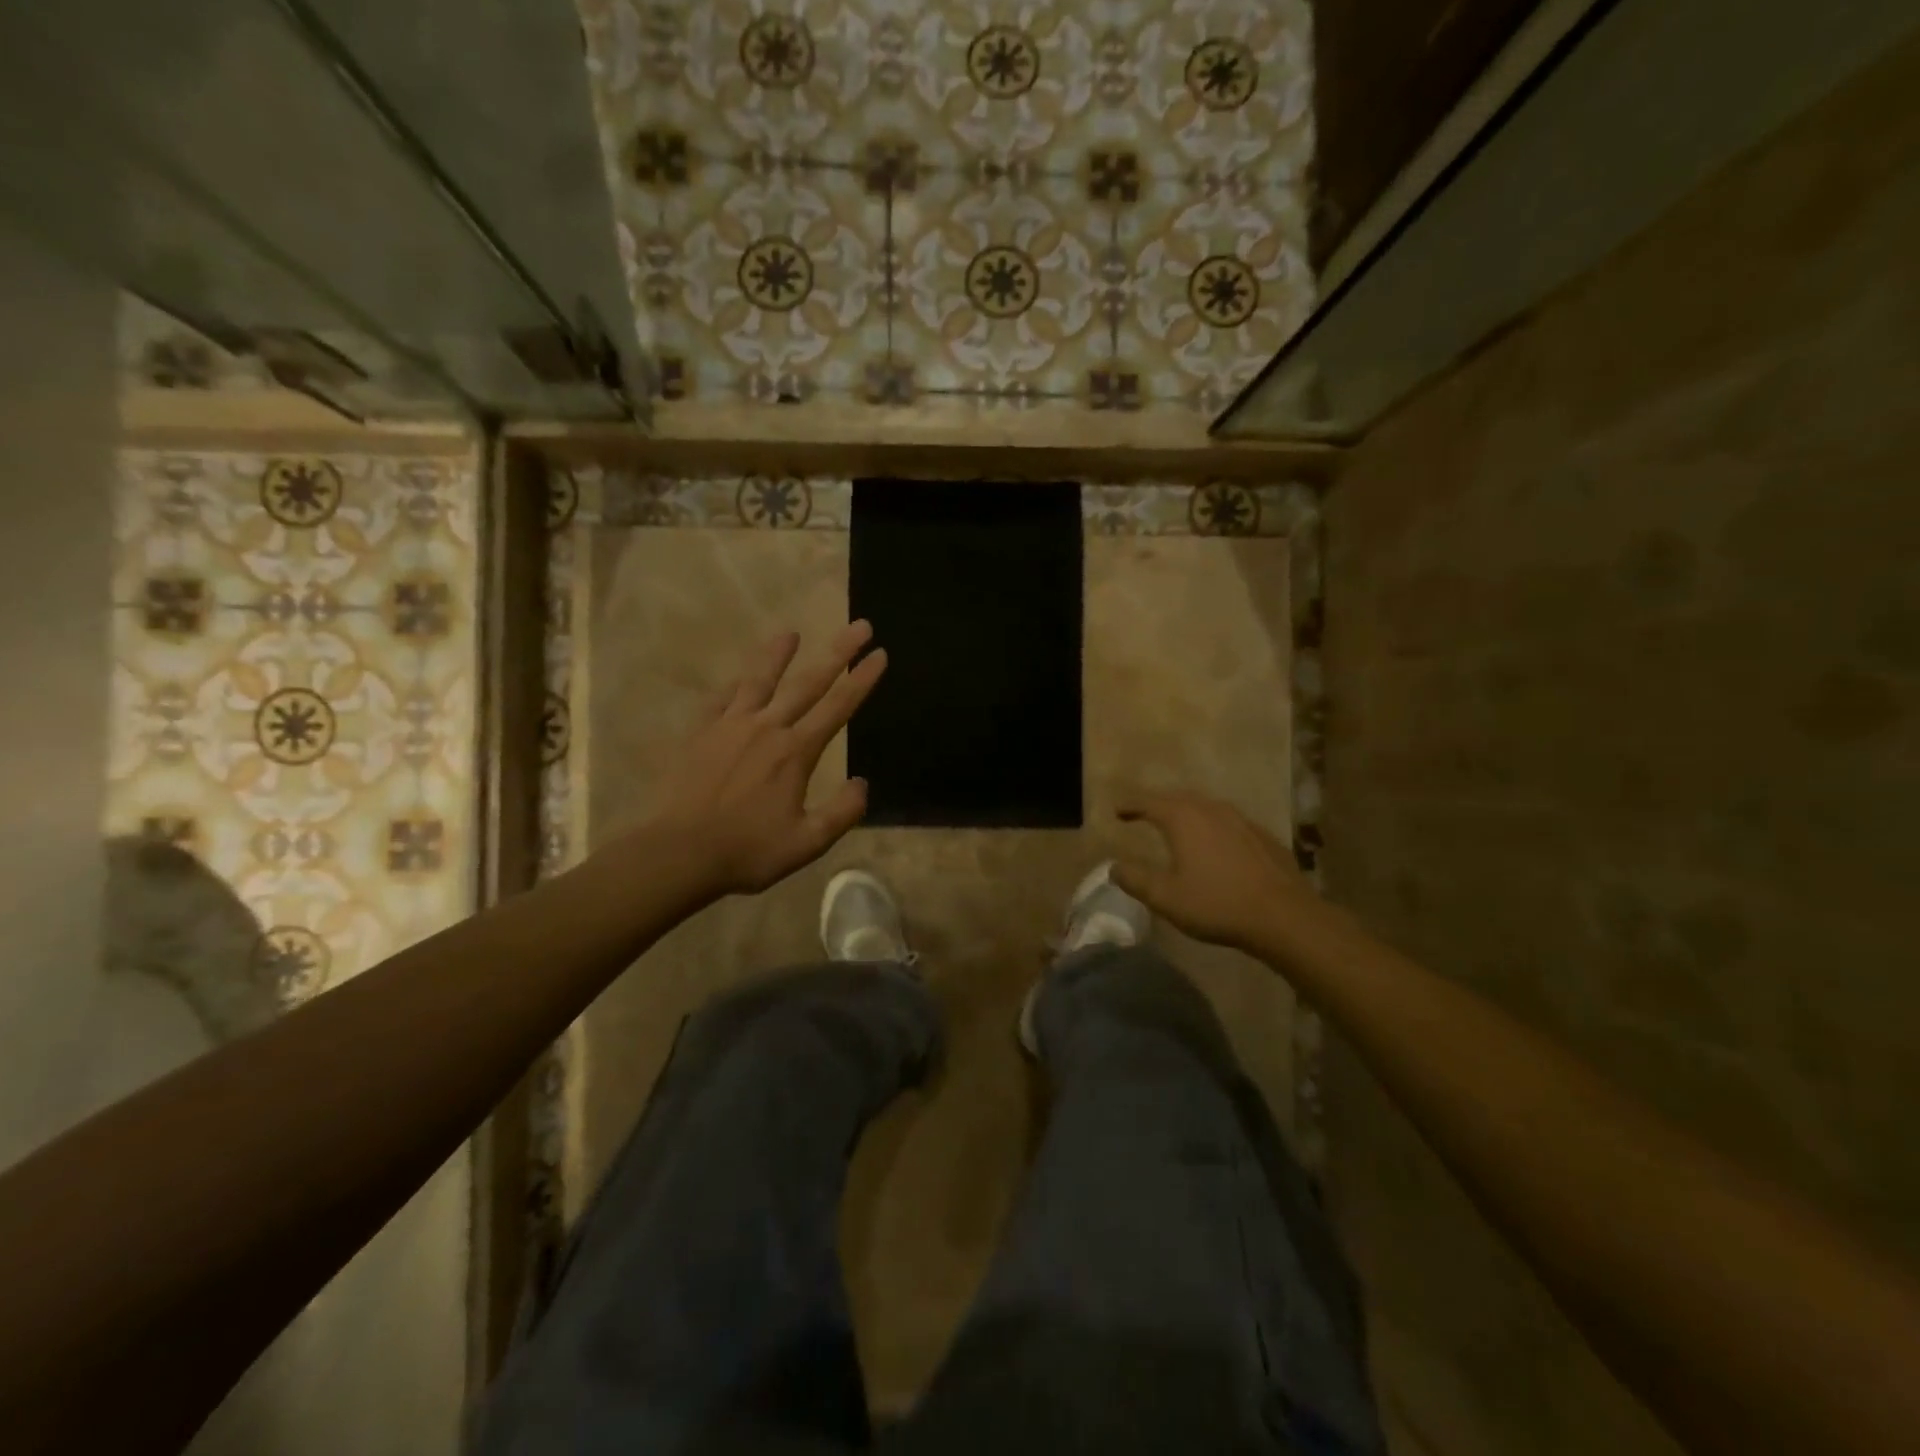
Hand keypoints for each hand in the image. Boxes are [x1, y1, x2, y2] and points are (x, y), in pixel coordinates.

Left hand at [648, 622, 886, 897]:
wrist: (678, 852)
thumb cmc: (747, 851)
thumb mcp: (807, 843)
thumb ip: (842, 812)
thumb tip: (862, 783)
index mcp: (795, 752)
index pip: (838, 707)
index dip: (862, 679)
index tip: (880, 653)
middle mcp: (767, 728)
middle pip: (808, 683)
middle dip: (838, 652)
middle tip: (860, 625)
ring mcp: (730, 726)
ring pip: (760, 680)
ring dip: (778, 654)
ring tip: (791, 632)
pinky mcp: (700, 733)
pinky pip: (721, 700)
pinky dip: (735, 686)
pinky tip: (739, 679)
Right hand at [1113, 791, 1324, 953]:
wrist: (1283, 916)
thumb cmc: (1217, 904)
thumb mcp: (1165, 898)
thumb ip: (1135, 880)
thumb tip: (1114, 867)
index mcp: (1183, 819)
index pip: (1148, 802)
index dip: (1130, 805)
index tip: (1116, 810)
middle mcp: (1211, 810)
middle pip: (1178, 798)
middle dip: (1158, 804)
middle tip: (1143, 813)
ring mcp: (1241, 820)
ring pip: (1205, 807)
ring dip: (1187, 812)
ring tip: (1176, 825)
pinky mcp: (1262, 836)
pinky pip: (1228, 822)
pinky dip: (1212, 826)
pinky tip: (1215, 844)